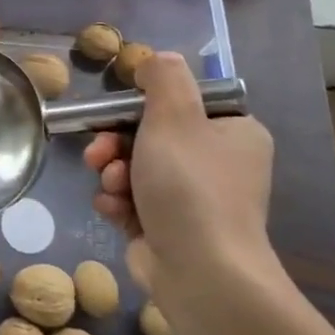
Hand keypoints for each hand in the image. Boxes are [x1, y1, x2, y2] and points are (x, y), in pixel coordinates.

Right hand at [83, 51, 278, 307]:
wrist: (200, 274)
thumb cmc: (190, 187)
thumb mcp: (174, 117)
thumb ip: (164, 78)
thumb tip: (157, 59)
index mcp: (234, 134)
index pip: (183, 104)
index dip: (144, 105)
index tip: (119, 112)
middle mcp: (218, 165)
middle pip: (152, 136)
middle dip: (116, 143)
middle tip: (99, 152)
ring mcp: (194, 200)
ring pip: (136, 168)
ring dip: (113, 173)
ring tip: (110, 185)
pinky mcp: (169, 229)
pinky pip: (132, 200)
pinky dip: (118, 202)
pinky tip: (113, 210)